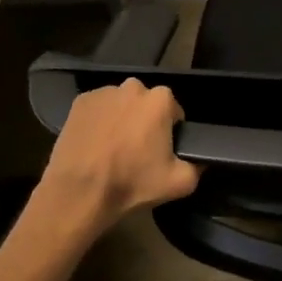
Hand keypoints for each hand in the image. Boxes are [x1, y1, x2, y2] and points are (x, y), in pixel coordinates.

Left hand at [39, 78, 199, 237]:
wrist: (79, 192)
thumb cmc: (131, 184)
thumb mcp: (180, 183)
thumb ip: (198, 166)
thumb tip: (202, 159)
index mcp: (160, 100)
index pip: (173, 112)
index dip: (170, 132)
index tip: (160, 152)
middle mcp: (133, 87)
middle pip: (146, 104)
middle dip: (145, 121)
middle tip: (137, 151)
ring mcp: (104, 92)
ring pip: (122, 104)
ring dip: (121, 119)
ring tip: (112, 149)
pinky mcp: (80, 101)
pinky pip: (98, 108)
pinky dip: (99, 121)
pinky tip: (94, 144)